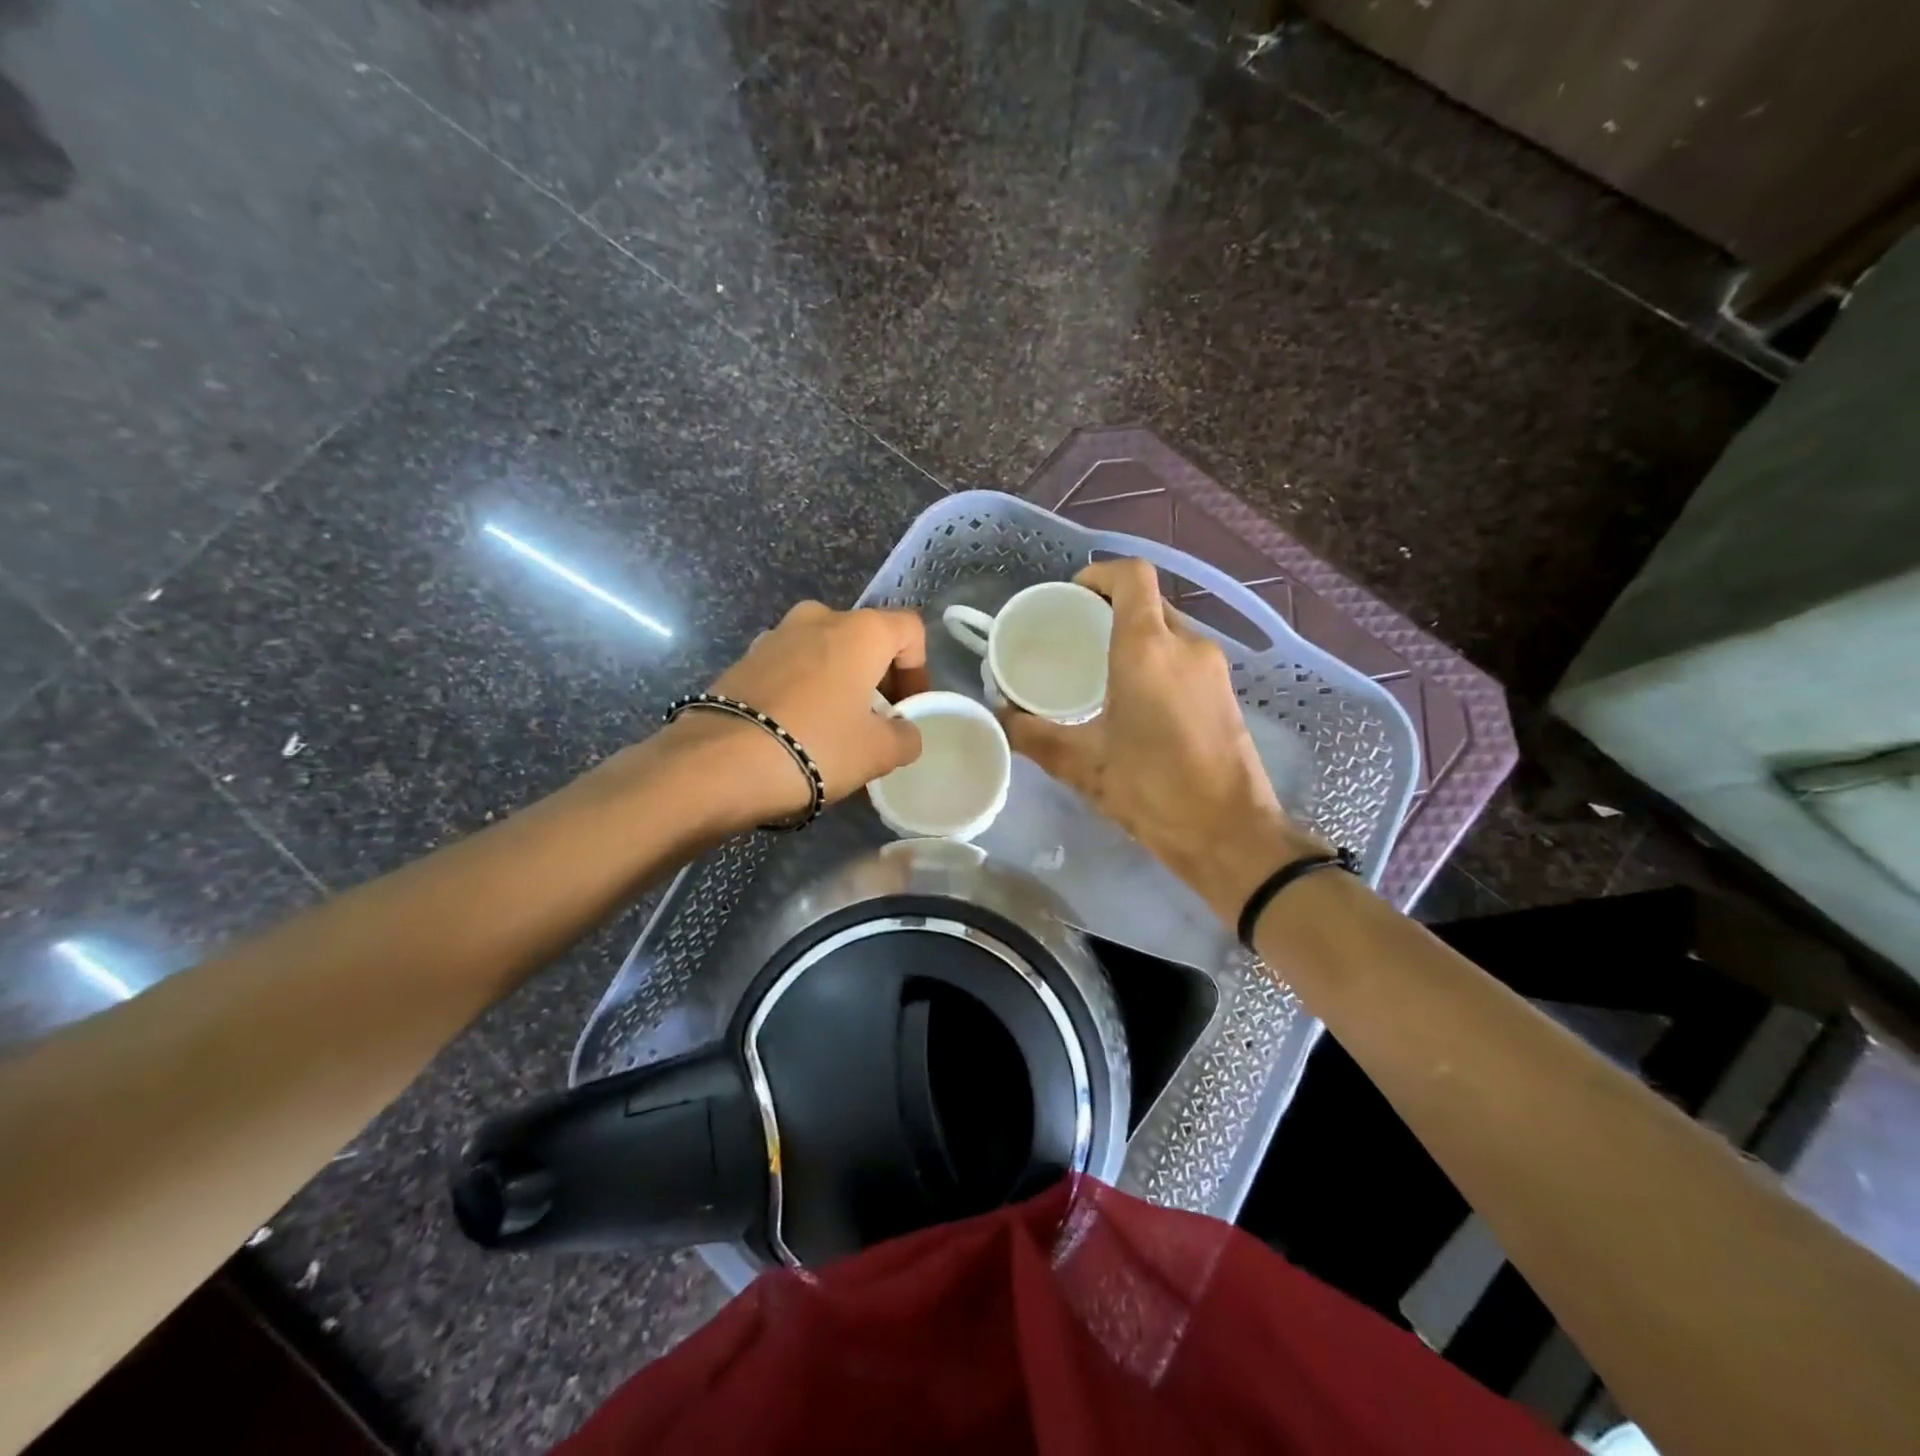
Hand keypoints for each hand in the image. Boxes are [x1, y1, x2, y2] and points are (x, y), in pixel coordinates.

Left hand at [665, 601, 929, 827]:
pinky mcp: (743, 661)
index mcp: (860, 630)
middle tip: (876, 723)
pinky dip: (804, 692)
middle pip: (865, 640)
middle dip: (877, 679)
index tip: (908, 710)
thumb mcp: (879, 752)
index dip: (919, 670)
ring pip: (824, 653)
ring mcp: (774, 637)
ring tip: (834, 730)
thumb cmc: (816, 746)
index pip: (910, 630)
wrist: (718, 764)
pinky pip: (790, 669)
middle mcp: (817, 619)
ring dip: (838, 684)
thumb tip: (902, 731)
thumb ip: (906, 736)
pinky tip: (796, 731)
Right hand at [1000, 559, 1323, 923]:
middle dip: (1110, 610)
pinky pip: (1185, 658)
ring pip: (1169, 631)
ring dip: (1135, 638)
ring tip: (1099, 671)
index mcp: (1148, 648)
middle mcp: (1187, 645)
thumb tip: (998, 717)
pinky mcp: (1226, 693)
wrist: (1229, 834)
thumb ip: (1033, 735)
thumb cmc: (1152, 789)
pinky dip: (1157, 662)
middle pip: (1148, 602)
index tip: (1071, 597)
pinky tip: (1135, 702)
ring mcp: (1213, 668)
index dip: (1099, 574)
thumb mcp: (1082, 764)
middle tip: (1074, 639)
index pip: (1131, 576)